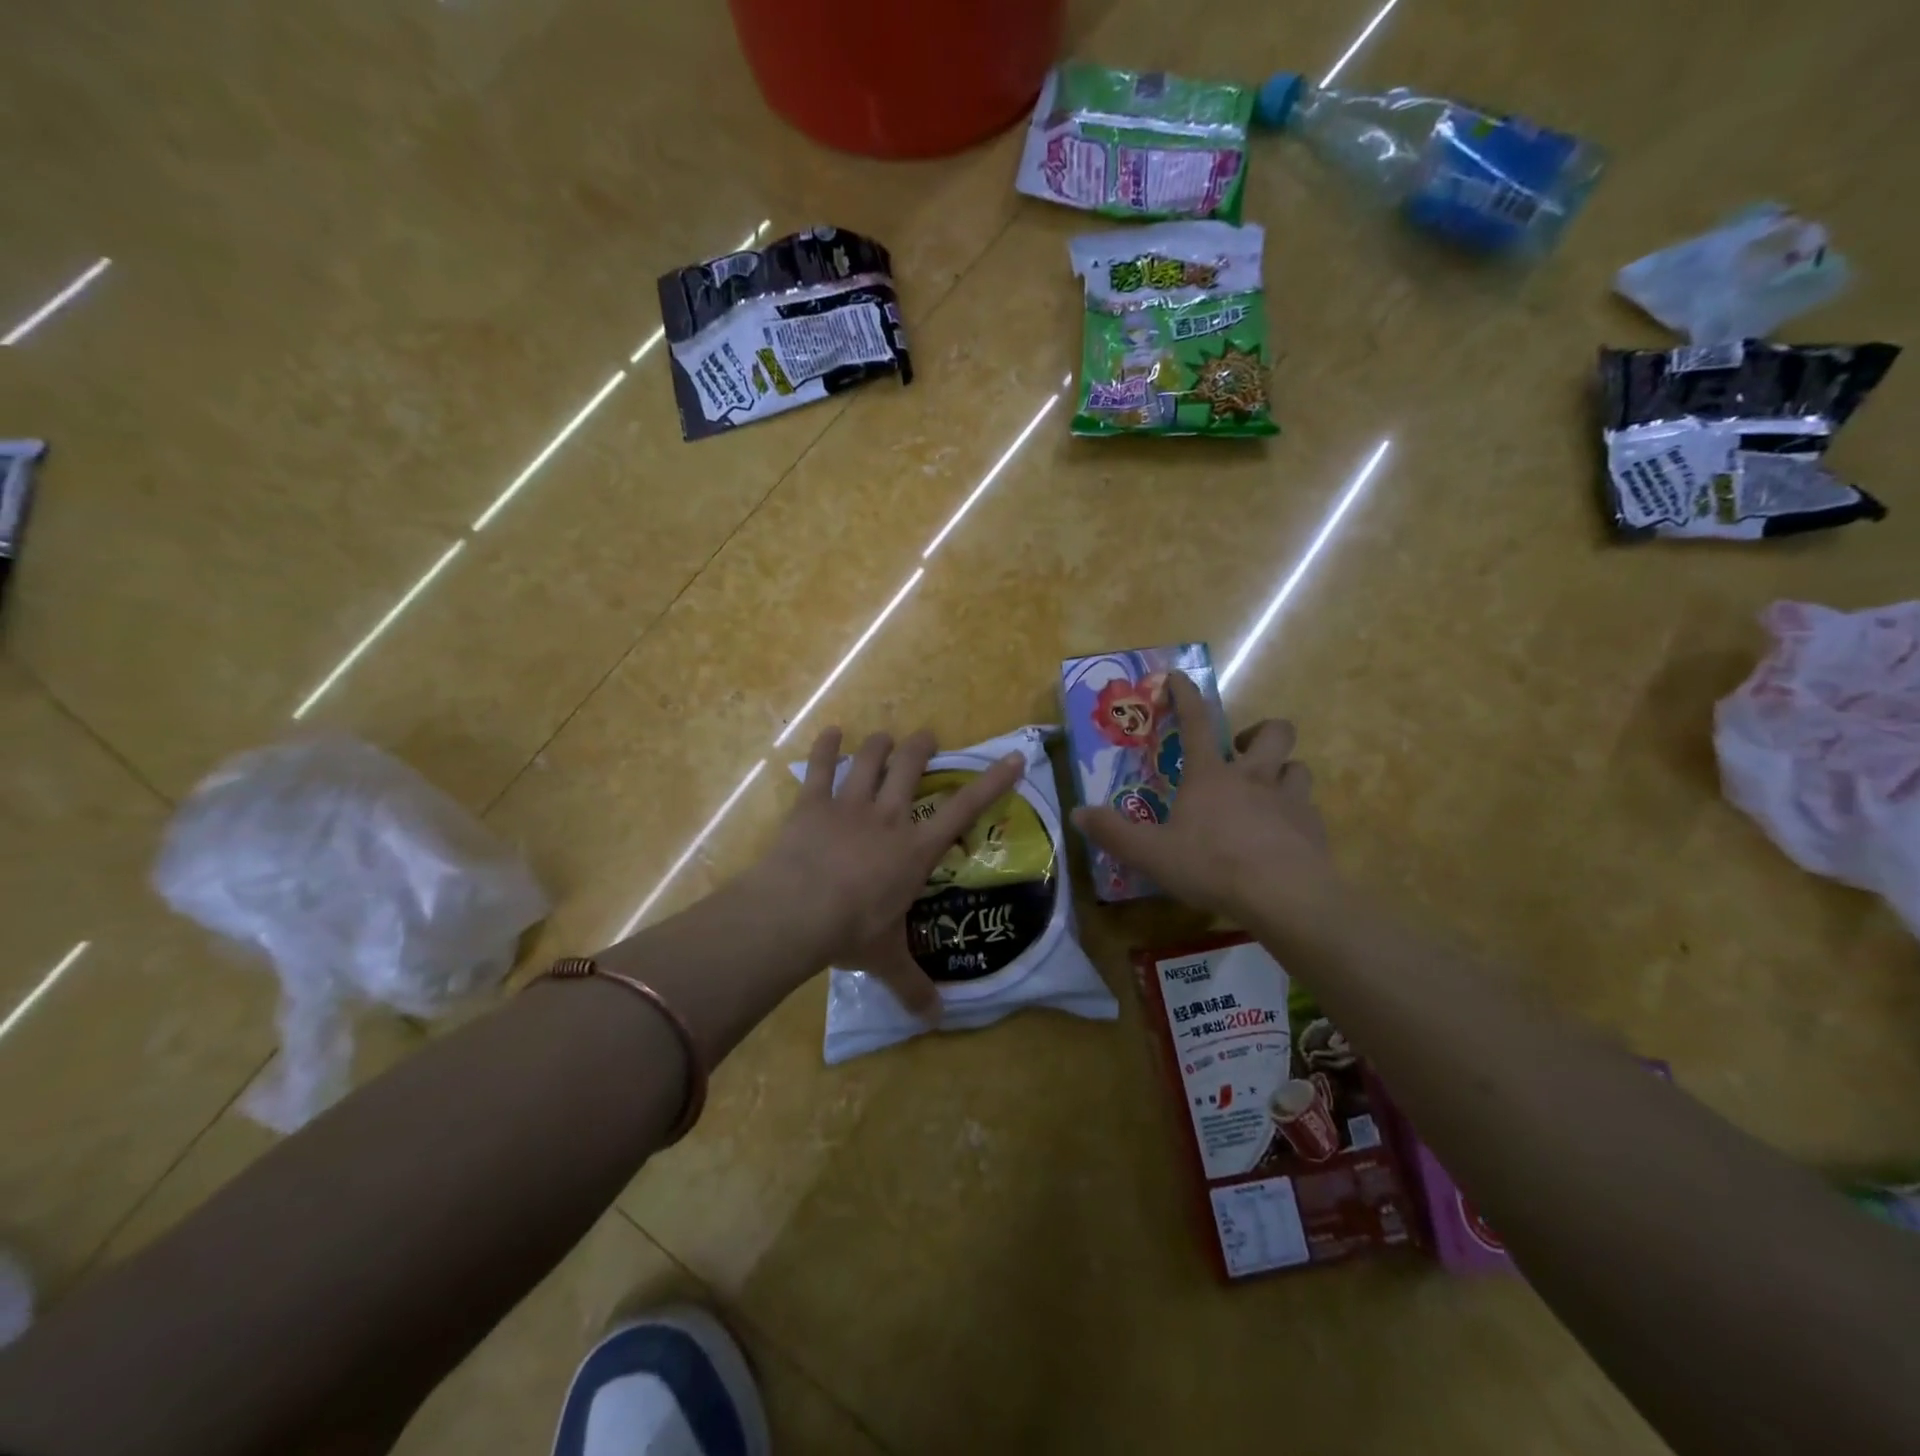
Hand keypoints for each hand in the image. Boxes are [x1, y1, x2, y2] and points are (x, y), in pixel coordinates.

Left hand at [756, 728, 1025, 1017]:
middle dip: (921, 747)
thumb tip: (936, 1022)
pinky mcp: (812, 804)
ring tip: (886, 736)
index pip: (963, 810)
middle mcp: (887, 818)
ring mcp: (849, 806)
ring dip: (880, 744)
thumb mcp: (887, 960)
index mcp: (914, 850)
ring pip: (869, 760)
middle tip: (927, 737)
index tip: (1013, 757)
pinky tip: (831, 731)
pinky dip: (825, 746)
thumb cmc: (851, 931)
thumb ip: (913, 987)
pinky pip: (819, 767)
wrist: (796, 911)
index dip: (991, 783)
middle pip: (910, 767)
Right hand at [1071, 673, 1333, 918]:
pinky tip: (1284, 834)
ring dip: (1283, 771)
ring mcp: (1289, 800)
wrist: (1285, 896)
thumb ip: (1113, 832)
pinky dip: (1296, 813)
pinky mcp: (1313, 828)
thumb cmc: (1212, 866)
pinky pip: (1308, 807)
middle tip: (1241, 752)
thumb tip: (1076, 813)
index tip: (1179, 676)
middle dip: (1259, 732)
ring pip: (1297, 766)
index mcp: (1210, 776)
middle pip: (1272, 732)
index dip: (1186, 696)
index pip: (1197, 722)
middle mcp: (1253, 777)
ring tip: (1267, 791)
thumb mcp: (1150, 853)